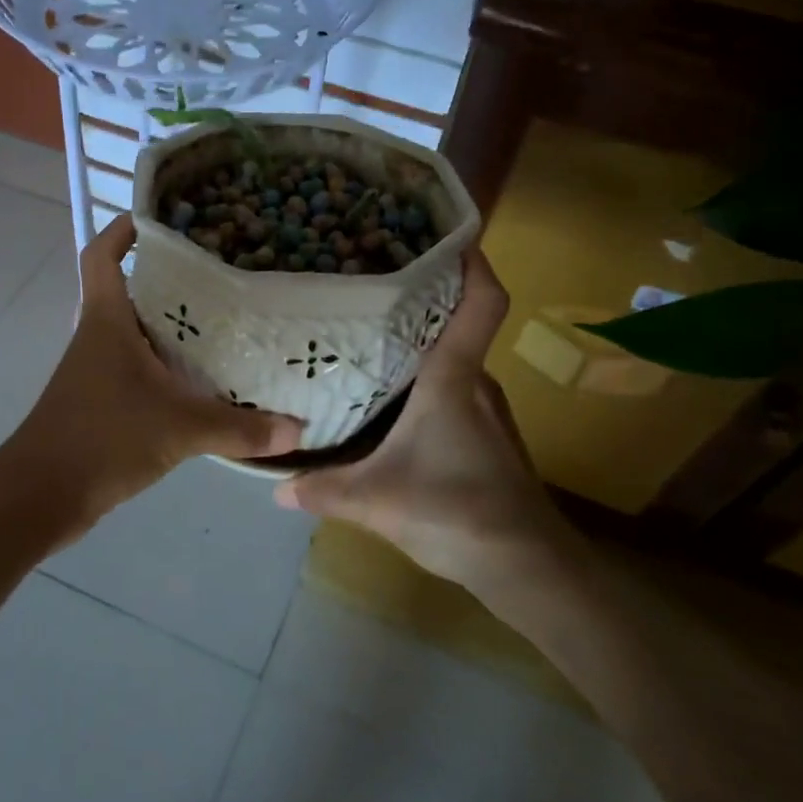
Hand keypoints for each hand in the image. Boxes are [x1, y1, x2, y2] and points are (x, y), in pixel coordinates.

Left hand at [8, 216, 303, 525]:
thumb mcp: (179, 428)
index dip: (123, 230)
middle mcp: (98, 336)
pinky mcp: (101, 402)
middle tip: (218, 269)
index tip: (160, 218)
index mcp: (106, 321)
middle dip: (166, 276)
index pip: (102, 255)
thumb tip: (298, 429)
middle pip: (128, 289)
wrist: (41, 496)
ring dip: (169, 324)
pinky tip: (201, 380)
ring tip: (223, 319)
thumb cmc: (102, 439)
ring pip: (135, 331)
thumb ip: (240, 428)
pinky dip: (166, 365)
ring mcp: (96, 370)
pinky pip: (138, 368)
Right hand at [274, 249, 556, 590]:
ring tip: (367, 337)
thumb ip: (323, 490)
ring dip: (420, 344)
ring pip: (452, 360)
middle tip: (367, 285)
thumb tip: (275, 487)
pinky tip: (390, 400)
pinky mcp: (487, 435)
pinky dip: (426, 381)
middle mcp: (476, 382)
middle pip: (455, 324)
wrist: (527, 567)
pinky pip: (454, 389)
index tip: (444, 234)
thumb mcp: (376, 501)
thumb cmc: (456, 512)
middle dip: (420, 299)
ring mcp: (487, 409)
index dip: (471, 262)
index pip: (481, 303)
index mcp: (454, 379)